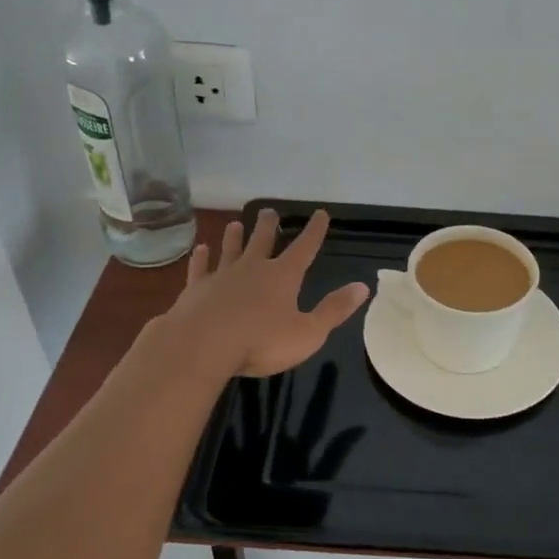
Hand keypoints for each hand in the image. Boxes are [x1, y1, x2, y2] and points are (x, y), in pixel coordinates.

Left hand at [155, 209, 368, 379]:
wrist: (201, 346)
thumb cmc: (261, 342)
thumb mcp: (308, 332)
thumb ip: (334, 309)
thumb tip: (363, 287)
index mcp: (283, 276)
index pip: (304, 247)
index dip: (314, 231)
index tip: (320, 213)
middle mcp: (253, 268)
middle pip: (262, 240)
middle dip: (269, 226)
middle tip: (269, 211)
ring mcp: (221, 276)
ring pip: (230, 249)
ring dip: (234, 237)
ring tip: (235, 224)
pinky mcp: (196, 289)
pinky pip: (200, 268)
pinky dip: (201, 258)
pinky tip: (200, 250)